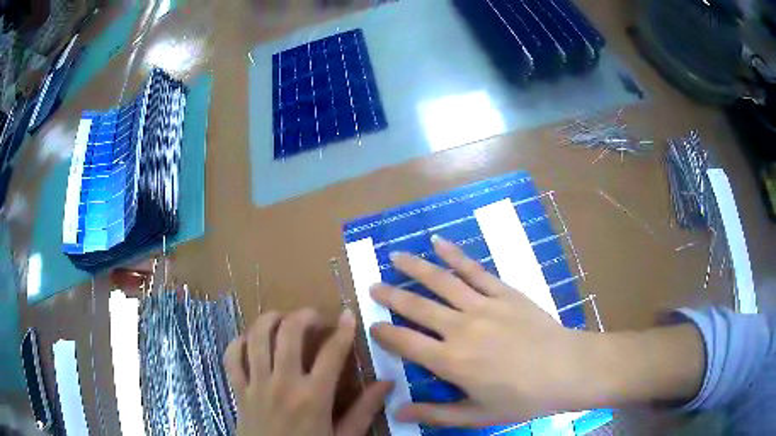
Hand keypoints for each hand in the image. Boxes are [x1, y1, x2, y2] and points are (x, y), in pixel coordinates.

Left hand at [224, 308, 392, 435]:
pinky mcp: (239, 390)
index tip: (348, 315)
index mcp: (313, 397)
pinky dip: (238, 343)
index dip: (343, 330)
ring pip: (256, 338)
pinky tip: (250, 341)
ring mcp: (257, 385)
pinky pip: (232, 358)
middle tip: (314, 316)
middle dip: (303, 316)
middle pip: (288, 333)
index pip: (331, 353)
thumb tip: (387, 383)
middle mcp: (283, 384)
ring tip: (282, 318)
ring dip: (269, 320)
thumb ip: (364, 410)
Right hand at [369, 235, 597, 426]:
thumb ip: (435, 413)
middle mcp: (460, 328)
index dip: (384, 333)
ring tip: (396, 257)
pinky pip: (474, 270)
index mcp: (451, 361)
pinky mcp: (504, 292)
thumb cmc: (522, 398)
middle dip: (391, 295)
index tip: (372, 325)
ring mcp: (483, 306)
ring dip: (415, 268)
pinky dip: (455, 255)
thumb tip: (396, 411)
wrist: (567, 369)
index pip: (405, 342)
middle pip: (417, 307)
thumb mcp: (476, 415)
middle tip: (373, 285)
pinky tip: (439, 242)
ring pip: (441, 281)